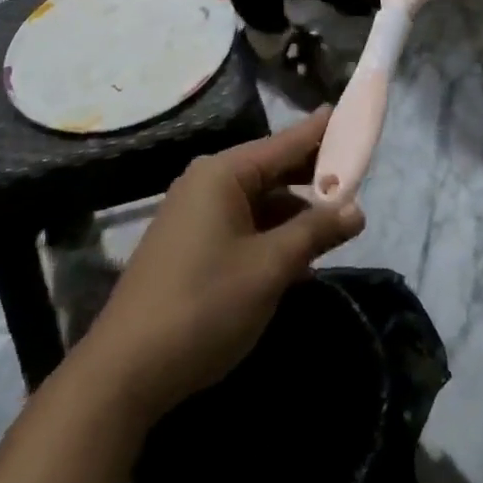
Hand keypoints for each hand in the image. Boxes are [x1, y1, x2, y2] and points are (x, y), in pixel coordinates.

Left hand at [78, 110, 364, 423]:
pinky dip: (271, 234)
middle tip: (356, 182)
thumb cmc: (204, 305)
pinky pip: (241, 224)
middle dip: (312, 178)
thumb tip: (356, 208)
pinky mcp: (189, 244)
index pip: (284, 143)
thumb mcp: (269, 268)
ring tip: (334, 226)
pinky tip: (297, 258)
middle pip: (271, 169)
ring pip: (258, 201)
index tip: (347, 112)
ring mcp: (194, 214)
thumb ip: (314, 232)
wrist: (125, 370)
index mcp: (223, 174)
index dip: (320, 131)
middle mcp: (207, 183)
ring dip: (293, 213)